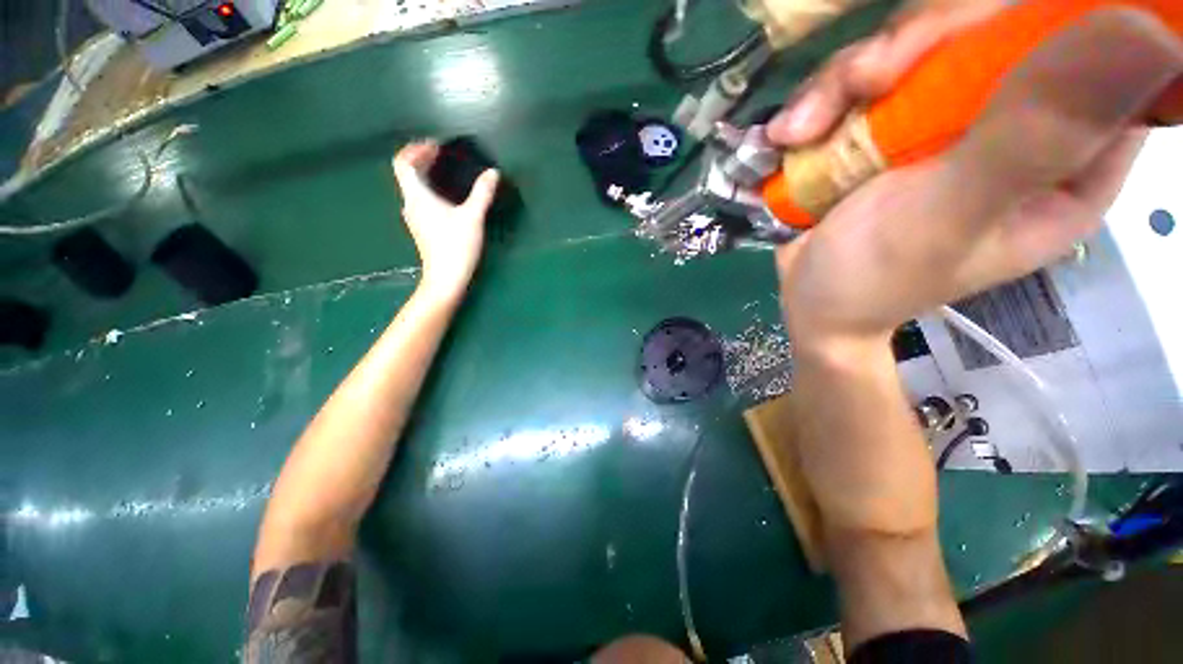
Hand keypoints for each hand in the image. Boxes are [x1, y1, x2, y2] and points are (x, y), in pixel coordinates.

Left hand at [392, 141, 499, 297]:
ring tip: (444, 171)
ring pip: (413, 189)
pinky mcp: (422, 229)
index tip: (434, 145)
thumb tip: (493, 172)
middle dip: (421, 160)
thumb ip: (482, 193)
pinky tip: (446, 197)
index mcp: (417, 196)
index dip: (415, 149)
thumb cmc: (456, 246)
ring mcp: (414, 218)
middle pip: (407, 174)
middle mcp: (411, 204)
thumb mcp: (473, 217)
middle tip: (440, 154)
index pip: (404, 163)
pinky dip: (429, 191)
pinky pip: (420, 201)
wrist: (445, 278)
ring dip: (425, 176)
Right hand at [768, 7, 1182, 343]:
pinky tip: (791, 134)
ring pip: (918, 46)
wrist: (806, 300)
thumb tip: (1149, 34)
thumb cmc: (871, 278)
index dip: (1038, 22)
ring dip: (849, 78)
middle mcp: (1018, 128)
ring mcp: (948, 121)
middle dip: (919, 46)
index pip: (1092, 50)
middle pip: (992, 31)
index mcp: (1069, 162)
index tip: (967, 42)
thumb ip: (1033, 138)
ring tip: (803, 128)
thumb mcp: (948, 218)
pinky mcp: (891, 125)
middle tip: (864, 83)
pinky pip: (865, 78)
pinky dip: (822, 99)